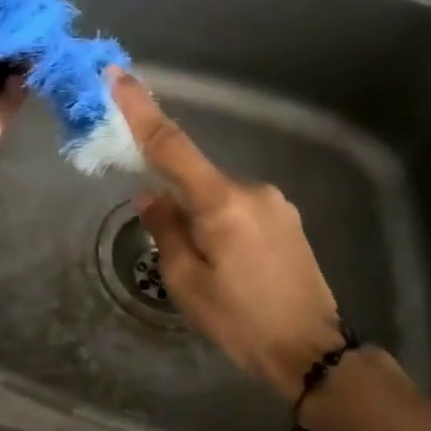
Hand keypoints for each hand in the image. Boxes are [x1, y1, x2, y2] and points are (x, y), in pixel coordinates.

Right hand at [109, 70, 343, 398]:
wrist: (313, 354)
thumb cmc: (240, 321)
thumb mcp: (186, 281)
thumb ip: (165, 229)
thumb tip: (151, 195)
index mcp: (221, 202)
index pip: (170, 145)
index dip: (140, 109)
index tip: (117, 76)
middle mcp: (251, 189)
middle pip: (196, 177)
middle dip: (177, 199)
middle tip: (177, 250)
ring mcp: (276, 203)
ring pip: (219, 196)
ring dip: (204, 217)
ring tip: (211, 270)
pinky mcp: (289, 219)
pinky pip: (241, 208)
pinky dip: (225, 224)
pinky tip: (233, 266)